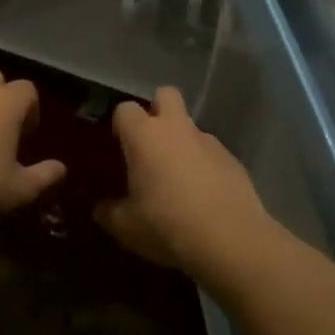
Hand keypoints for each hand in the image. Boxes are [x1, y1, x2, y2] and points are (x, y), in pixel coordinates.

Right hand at [94, 87, 282, 281]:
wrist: (231, 239)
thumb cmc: (167, 225)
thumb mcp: (126, 227)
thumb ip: (109, 213)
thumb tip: (101, 209)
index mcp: (145, 136)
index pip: (125, 109)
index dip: (120, 124)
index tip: (118, 146)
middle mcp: (177, 128)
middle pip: (165, 95)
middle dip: (156, 110)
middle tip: (150, 145)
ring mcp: (209, 141)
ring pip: (190, 127)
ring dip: (182, 144)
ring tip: (179, 182)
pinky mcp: (233, 159)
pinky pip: (211, 153)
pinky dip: (205, 166)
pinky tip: (204, 197)